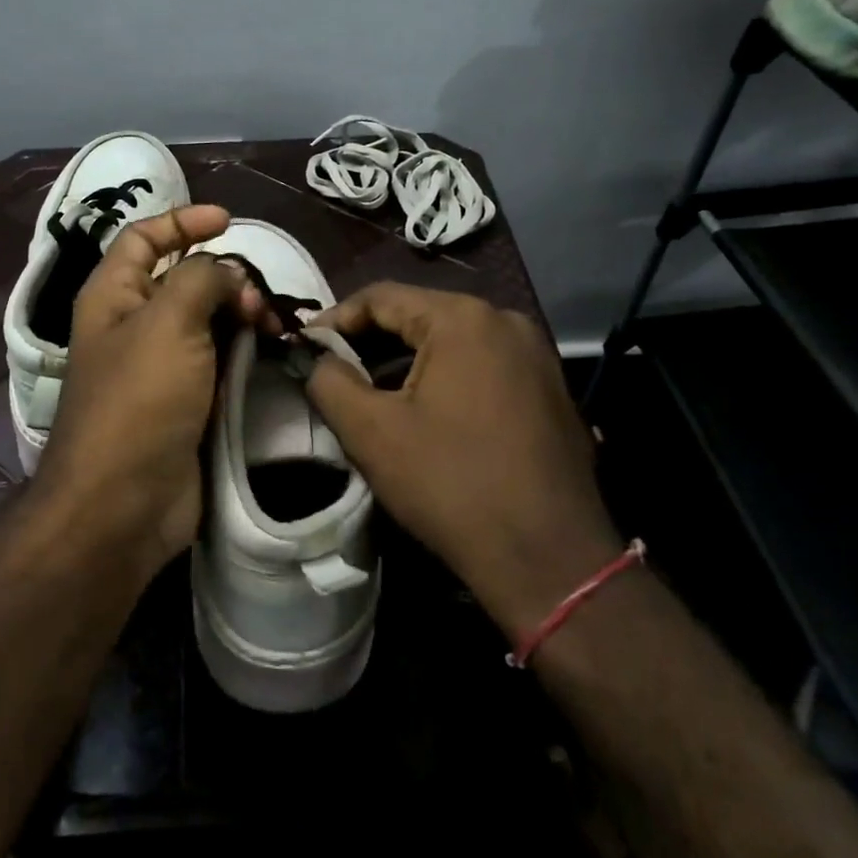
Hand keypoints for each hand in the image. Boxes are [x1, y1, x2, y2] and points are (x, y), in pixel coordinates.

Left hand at [40, 205, 268, 572]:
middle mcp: (134, 325)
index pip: (144, 238)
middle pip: (184, 280)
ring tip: (273, 329)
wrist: (123, 504)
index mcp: (113, 296)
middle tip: (258, 300)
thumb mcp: (168, 322)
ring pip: (208, 321)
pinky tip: (271, 353)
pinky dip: (245, 350)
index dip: (182, 221)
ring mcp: (161, 366)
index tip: (229, 221)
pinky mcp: (186, 401)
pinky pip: (219, 360)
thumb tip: (228, 275)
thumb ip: (202, 279)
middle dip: (226, 278)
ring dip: (242, 315)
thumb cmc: (138, 401)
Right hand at [304, 283, 620, 634]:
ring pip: (453, 342)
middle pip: (420, 315)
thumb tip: (320, 360)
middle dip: (371, 341)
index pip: (381, 297)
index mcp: (463, 319)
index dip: (336, 318)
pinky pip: (484, 366)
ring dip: (408, 362)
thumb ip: (330, 382)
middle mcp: (506, 321)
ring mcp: (536, 355)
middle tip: (335, 370)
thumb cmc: (452, 485)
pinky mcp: (551, 389)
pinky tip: (427, 412)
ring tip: (374, 393)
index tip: (306, 345)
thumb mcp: (372, 433)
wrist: (551, 561)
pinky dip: (446, 378)